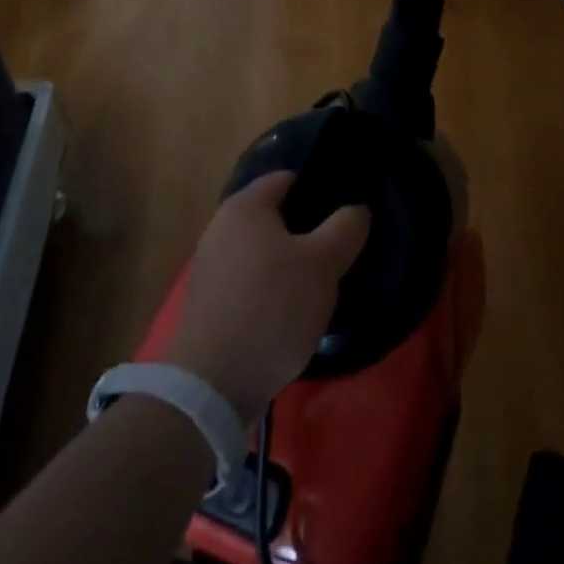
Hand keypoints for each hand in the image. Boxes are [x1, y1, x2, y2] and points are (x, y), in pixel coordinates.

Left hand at [167, 172, 370, 420]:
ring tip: (319, 286)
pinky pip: (248, 282)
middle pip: (274, 217)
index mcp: (245, 206)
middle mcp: (220, 227)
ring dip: (289, 263)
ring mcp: (209, 266)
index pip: (287, 179)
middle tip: (338, 251)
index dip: (318, 189)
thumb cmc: (272, 307)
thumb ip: (345, 228)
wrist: (212, 384)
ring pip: (262, 252)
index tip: (345, 212)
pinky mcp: (208, 303)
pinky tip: (289, 313)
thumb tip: (356, 211)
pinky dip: (270, 290)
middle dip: (306, 231)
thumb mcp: (323, 264)